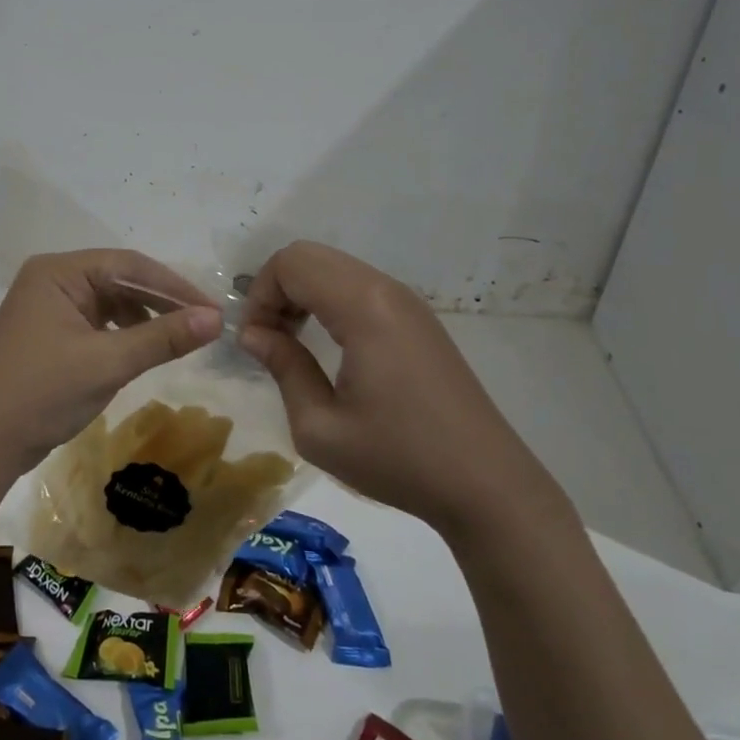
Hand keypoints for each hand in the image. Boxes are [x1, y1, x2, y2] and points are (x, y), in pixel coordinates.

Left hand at [0, 250, 222, 478]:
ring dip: (144, 317)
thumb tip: (216, 319)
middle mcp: (51, 280)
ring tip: (178, 338)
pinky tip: (142, 349)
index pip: (128, 264)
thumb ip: (162, 337)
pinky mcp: (48, 333)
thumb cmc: (43, 393)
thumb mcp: (108, 363)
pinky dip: (122, 333)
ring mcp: (47, 307)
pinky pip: (95, 321)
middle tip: (204, 323)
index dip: (174, 286)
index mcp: (58, 272)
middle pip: (118, 279)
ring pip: (109, 301)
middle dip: (161, 301)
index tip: (213, 309)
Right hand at [239, 241, 549, 533]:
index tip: (255, 341)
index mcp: (364, 309)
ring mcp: (408, 301)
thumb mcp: (320, 428)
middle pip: (311, 255)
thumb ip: (283, 368)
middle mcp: (387, 290)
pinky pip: (358, 285)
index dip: (260, 295)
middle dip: (277, 289)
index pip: (292, 263)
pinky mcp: (418, 318)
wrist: (486, 484)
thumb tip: (253, 334)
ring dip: (302, 293)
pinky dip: (328, 300)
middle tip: (269, 339)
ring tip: (293, 343)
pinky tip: (327, 344)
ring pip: (334, 267)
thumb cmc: (398, 459)